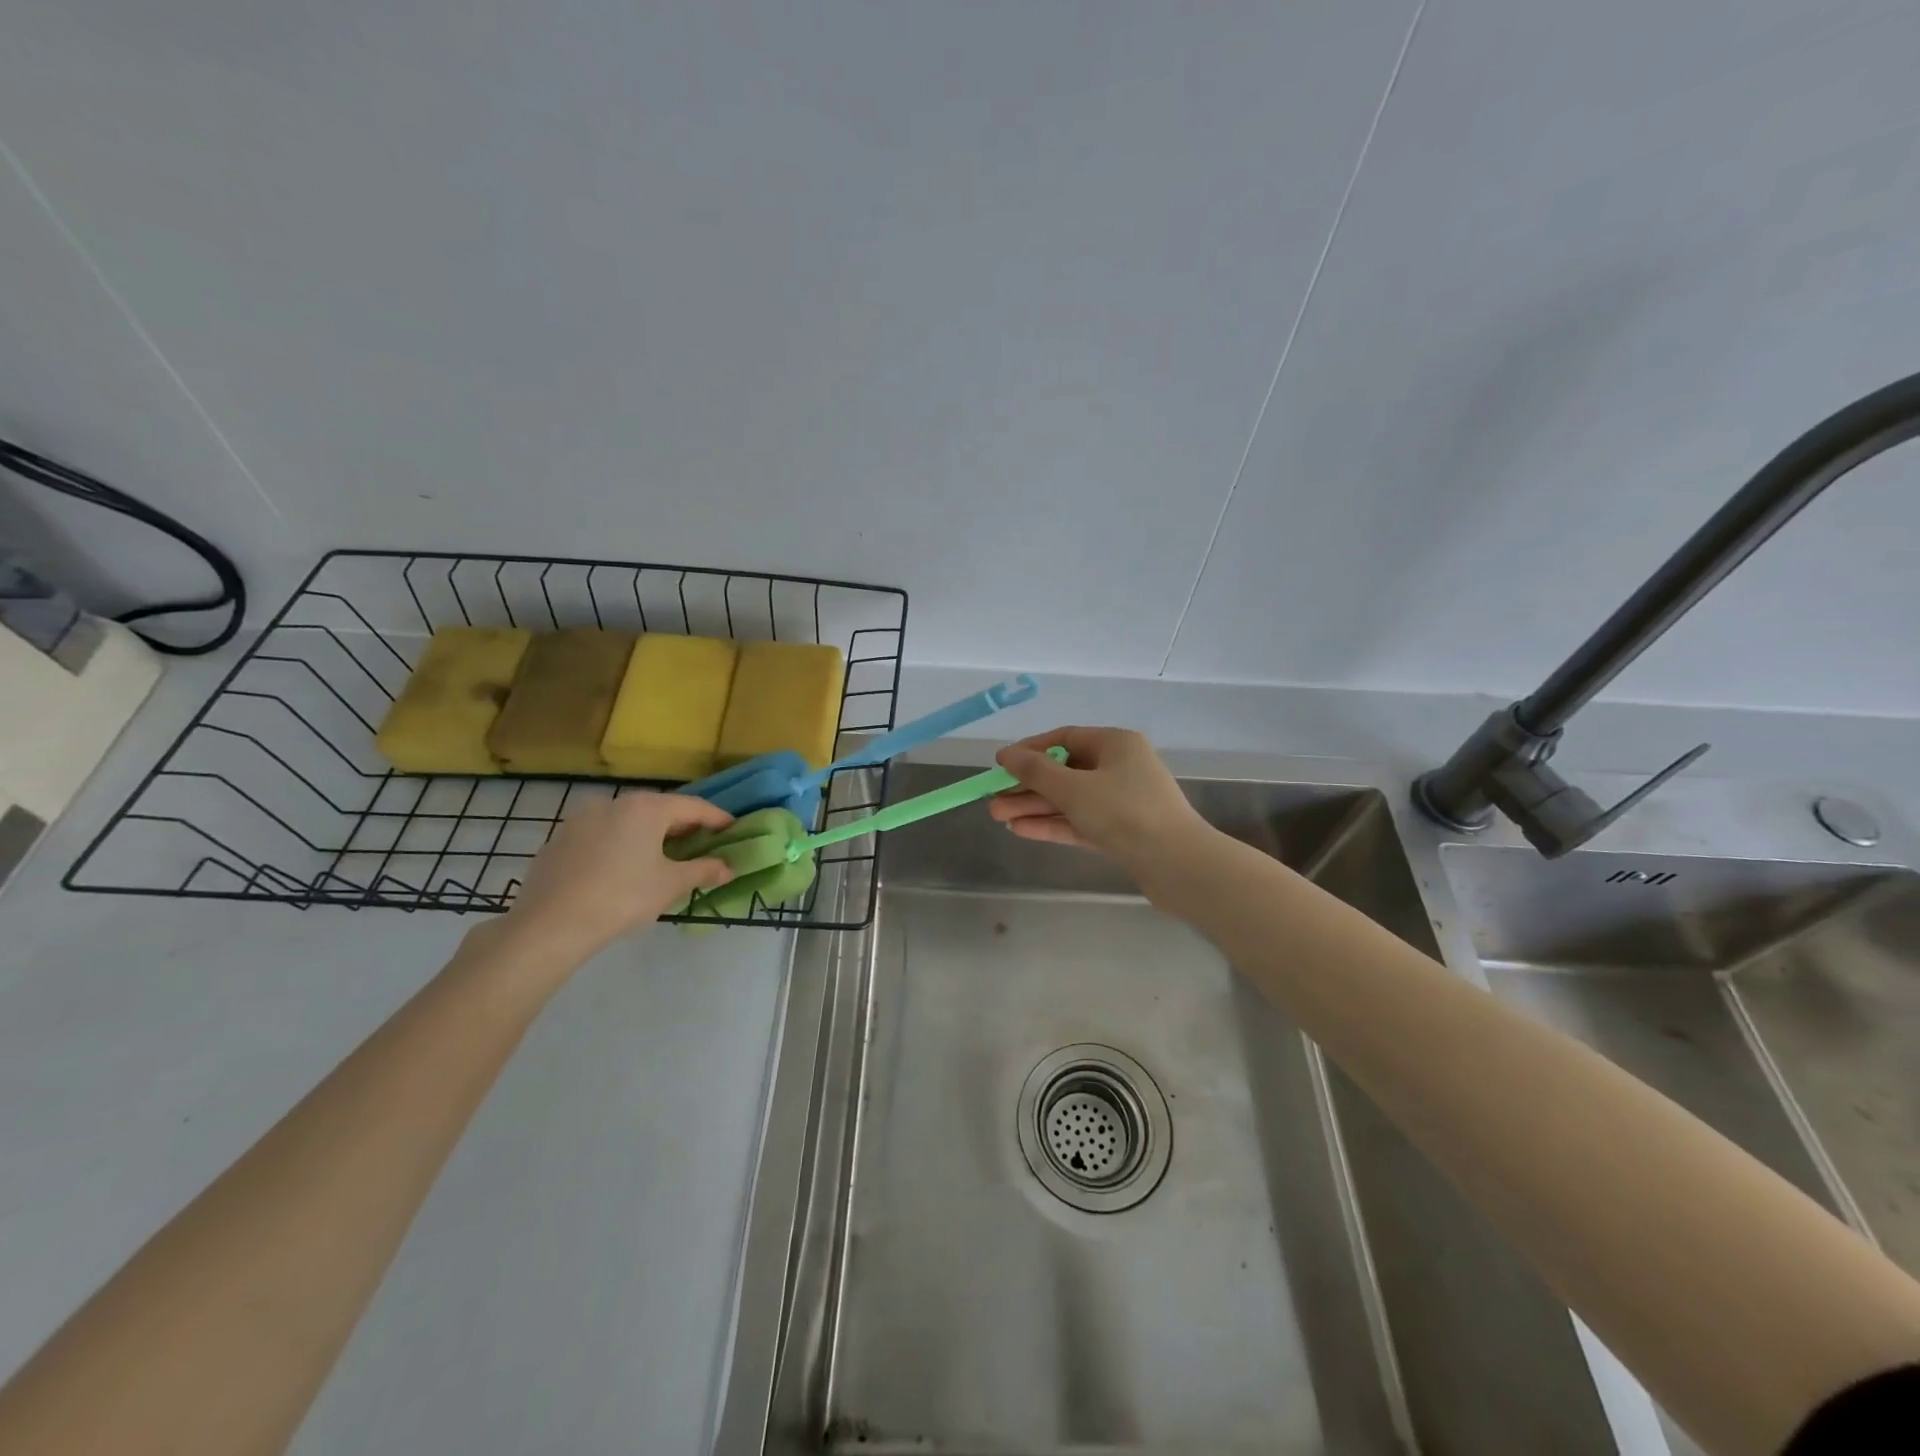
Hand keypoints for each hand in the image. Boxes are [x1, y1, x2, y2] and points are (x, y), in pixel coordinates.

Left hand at [496, 791, 733, 969]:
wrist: (549, 925)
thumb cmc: (622, 897)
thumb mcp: (671, 885)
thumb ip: (703, 871)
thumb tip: (728, 868)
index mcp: (646, 808)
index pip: (693, 807)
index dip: (717, 818)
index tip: (733, 828)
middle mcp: (614, 803)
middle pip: (659, 809)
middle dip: (682, 826)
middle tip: (701, 843)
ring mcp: (582, 818)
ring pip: (627, 820)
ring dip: (649, 833)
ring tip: (662, 856)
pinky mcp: (560, 839)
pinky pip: (602, 835)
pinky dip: (620, 844)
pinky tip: (622, 868)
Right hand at [990, 727, 1208, 869]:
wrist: (1177, 864)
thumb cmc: (1124, 812)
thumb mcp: (1073, 788)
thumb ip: (1035, 771)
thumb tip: (1005, 755)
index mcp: (1115, 743)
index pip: (1065, 738)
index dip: (1030, 750)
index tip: (1000, 765)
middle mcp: (1120, 766)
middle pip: (1064, 771)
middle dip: (1027, 786)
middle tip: (993, 800)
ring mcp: (1122, 801)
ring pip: (1070, 799)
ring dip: (1035, 807)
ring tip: (998, 817)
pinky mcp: (1122, 831)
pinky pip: (1081, 821)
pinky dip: (1054, 824)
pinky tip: (1021, 830)